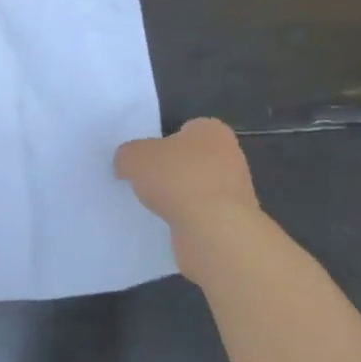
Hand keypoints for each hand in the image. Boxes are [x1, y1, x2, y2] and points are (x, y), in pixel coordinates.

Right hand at [115, 117, 266, 280]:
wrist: (214, 232)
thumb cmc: (177, 179)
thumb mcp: (134, 156)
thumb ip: (126, 155)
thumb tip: (125, 165)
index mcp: (212, 131)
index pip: (186, 129)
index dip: (163, 141)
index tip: (145, 157)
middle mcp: (230, 157)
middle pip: (190, 160)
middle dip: (169, 171)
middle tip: (143, 180)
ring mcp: (234, 193)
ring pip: (195, 189)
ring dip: (177, 198)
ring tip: (151, 206)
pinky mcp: (231, 223)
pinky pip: (200, 216)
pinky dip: (184, 221)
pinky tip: (167, 225)